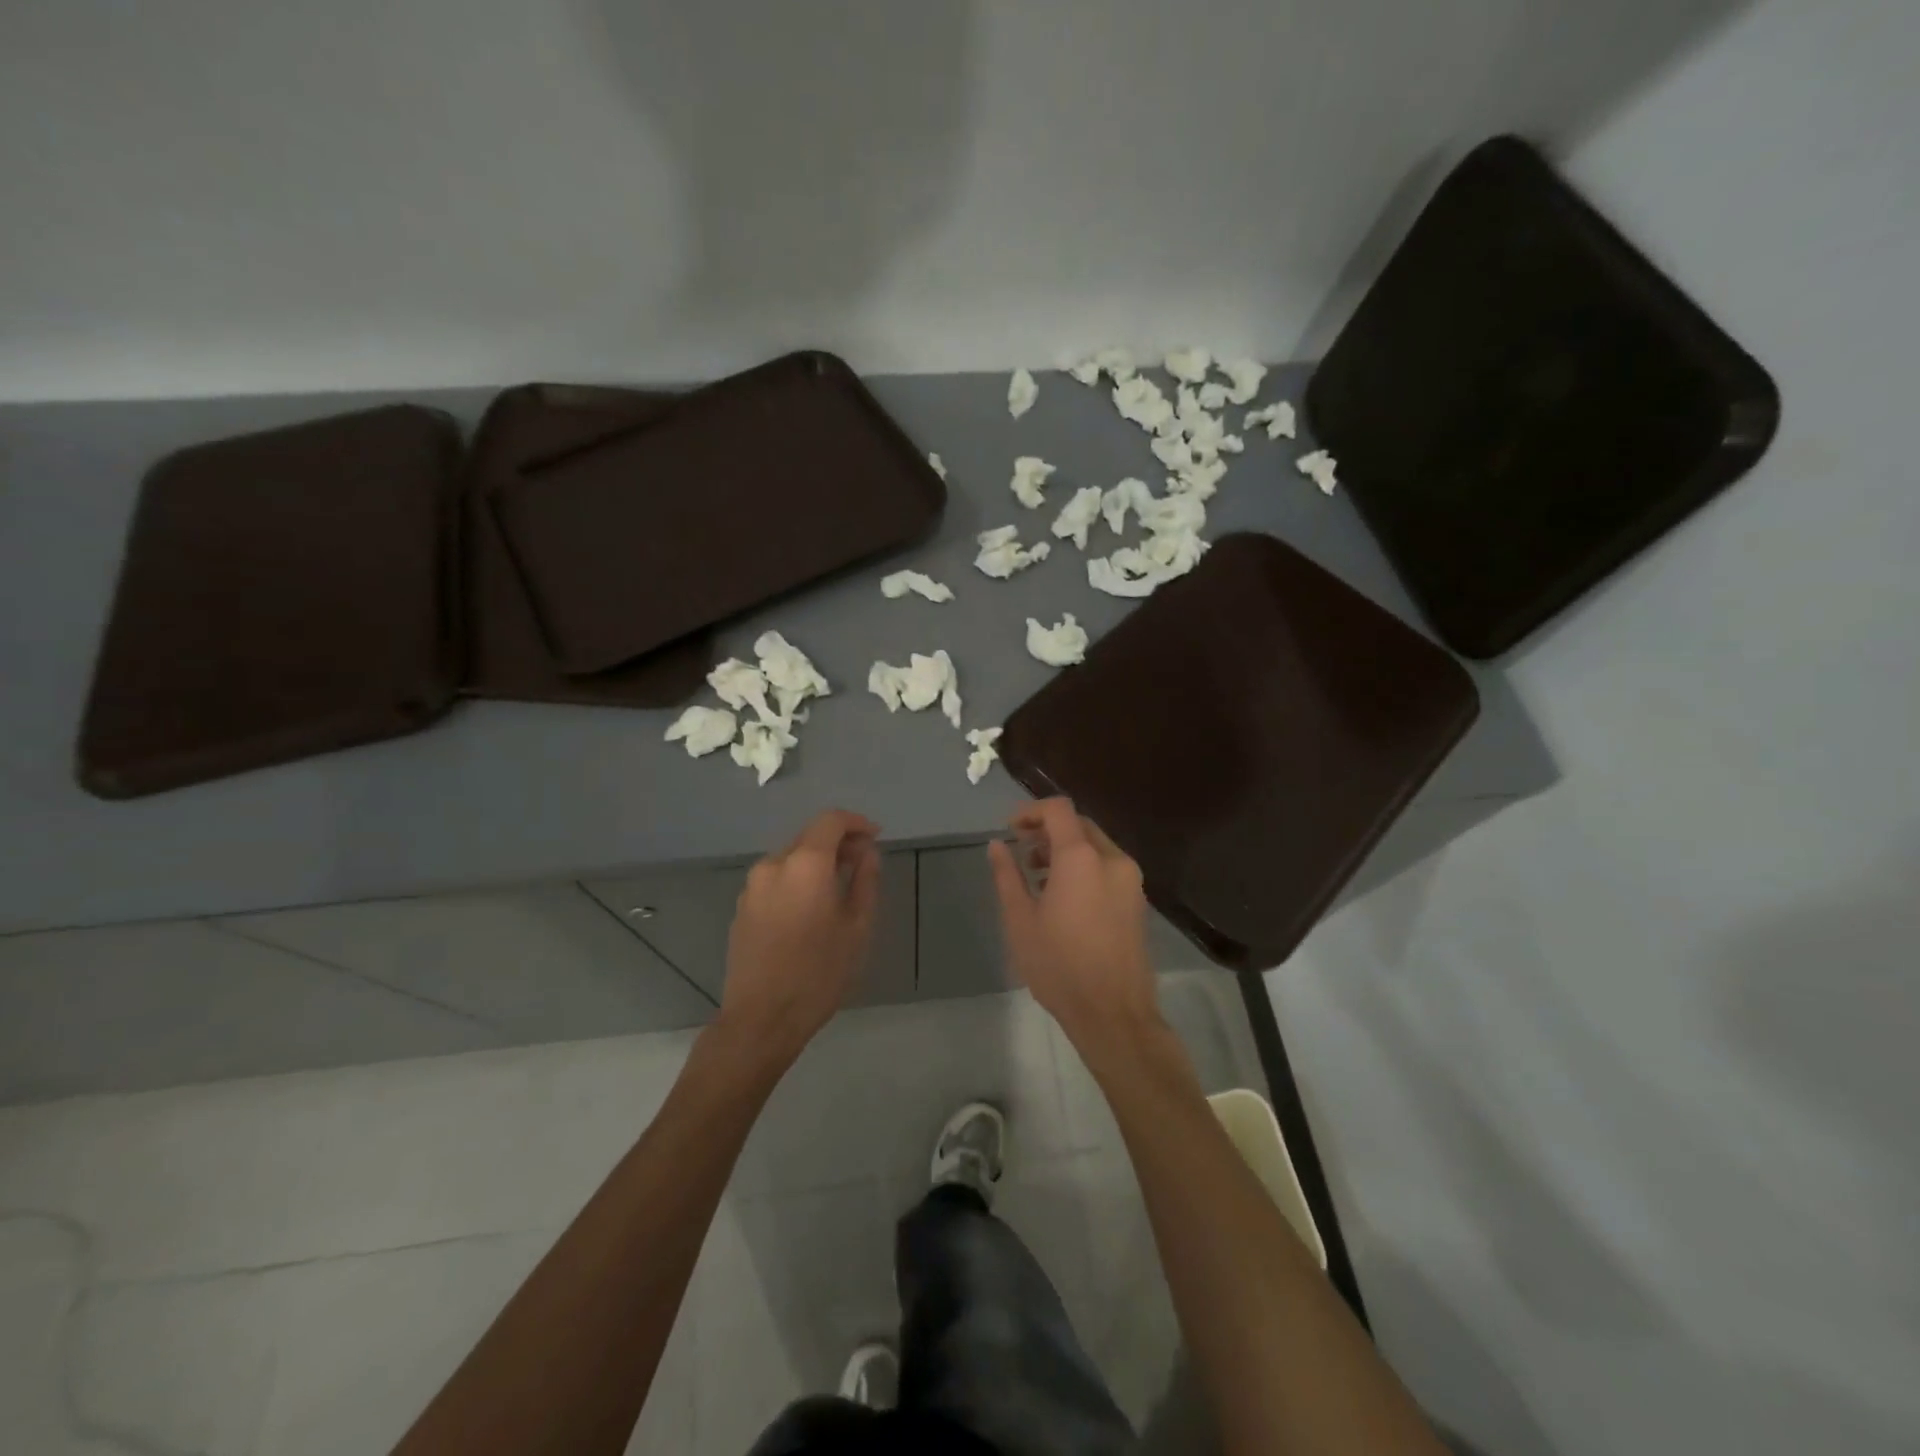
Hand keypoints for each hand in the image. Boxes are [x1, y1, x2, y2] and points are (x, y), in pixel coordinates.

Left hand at [718, 809, 880, 1062]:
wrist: (761, 1019)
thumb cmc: (818, 973)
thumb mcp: (856, 927)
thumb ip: (864, 880)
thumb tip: (867, 852)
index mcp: (804, 864)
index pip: (831, 821)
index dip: (856, 823)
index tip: (875, 838)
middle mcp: (773, 865)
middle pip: (809, 837)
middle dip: (838, 843)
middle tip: (863, 863)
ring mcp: (752, 886)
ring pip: (791, 859)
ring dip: (817, 863)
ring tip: (839, 888)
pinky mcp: (742, 907)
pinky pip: (776, 880)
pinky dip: (797, 880)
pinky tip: (811, 908)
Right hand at [988, 798, 1159, 1046]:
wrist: (1113, 1013)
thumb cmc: (1059, 965)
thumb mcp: (1020, 920)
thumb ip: (1007, 875)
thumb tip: (997, 845)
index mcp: (1081, 858)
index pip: (1059, 810)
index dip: (1032, 811)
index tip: (1011, 829)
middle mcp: (1112, 859)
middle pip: (1079, 825)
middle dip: (1048, 831)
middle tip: (1022, 852)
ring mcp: (1130, 880)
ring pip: (1095, 846)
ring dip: (1066, 849)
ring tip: (1038, 877)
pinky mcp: (1137, 901)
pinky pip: (1108, 867)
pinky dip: (1084, 867)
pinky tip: (1064, 897)